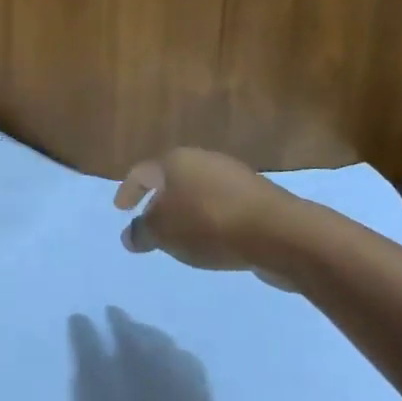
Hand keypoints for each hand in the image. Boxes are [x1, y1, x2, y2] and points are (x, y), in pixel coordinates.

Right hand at [113, 148, 306, 286]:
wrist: (281, 233)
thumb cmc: (209, 225)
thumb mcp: (163, 233)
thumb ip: (142, 233)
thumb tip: (130, 236)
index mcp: (176, 161)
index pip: (141, 172)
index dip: (128, 191)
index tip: (120, 209)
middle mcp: (204, 161)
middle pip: (172, 179)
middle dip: (158, 201)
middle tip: (149, 222)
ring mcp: (235, 177)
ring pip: (198, 192)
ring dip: (186, 212)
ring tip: (179, 236)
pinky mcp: (259, 197)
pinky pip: (222, 206)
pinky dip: (209, 220)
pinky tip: (210, 240)